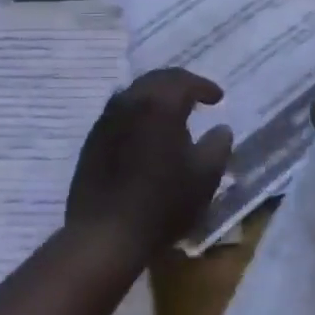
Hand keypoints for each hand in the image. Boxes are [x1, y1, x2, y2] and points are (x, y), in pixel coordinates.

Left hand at [66, 69, 234, 262]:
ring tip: (172, 112)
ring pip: (135, 93)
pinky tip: (146, 132)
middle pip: (157, 79)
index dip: (204, 86)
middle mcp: (129, 102)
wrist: (105, 234)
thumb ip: (218, 146)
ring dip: (156, 96)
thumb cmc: (162, 203)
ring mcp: (106, 120)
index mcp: (159, 104)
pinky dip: (138, 113)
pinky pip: (120, 112)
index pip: (185, 81)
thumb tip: (222, 129)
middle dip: (179, 84)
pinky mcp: (93, 140)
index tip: (218, 98)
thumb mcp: (204, 177)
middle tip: (196, 96)